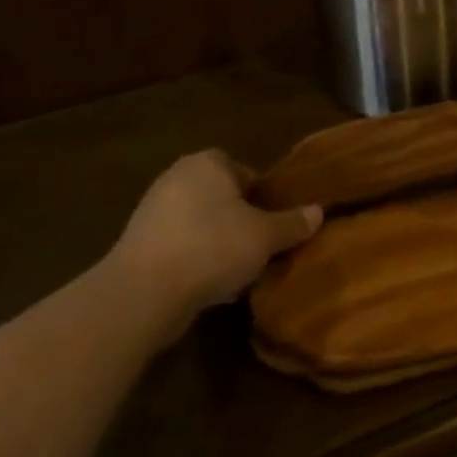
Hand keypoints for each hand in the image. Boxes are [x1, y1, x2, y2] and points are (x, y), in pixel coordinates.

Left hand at [107, 150, 321, 340]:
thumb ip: (292, 223)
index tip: (273, 222)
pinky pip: (179, 246)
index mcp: (208, 163)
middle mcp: (177, 177)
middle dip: (239, 220)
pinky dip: (194, 260)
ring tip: (237, 271)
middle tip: (259, 246)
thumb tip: (318, 211)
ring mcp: (152, 211)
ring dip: (217, 243)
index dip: (262, 196)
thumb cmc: (212, 247)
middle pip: (221, 197)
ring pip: (200, 223)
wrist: (143, 293)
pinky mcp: (138, 244)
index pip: (244, 170)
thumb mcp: (265, 236)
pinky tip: (209, 286)